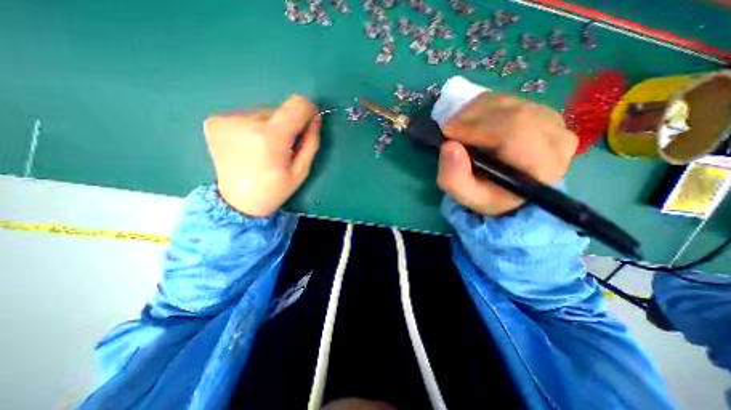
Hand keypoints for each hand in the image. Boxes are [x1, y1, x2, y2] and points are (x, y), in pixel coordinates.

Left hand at [204, 95, 320, 216]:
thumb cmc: (275, 189)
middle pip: (279, 110)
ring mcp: (226, 120)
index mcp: (271, 138)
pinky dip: (252, 128)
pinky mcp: (214, 121)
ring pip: (262, 113)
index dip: (307, 111)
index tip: (307, 125)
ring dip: (269, 127)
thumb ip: (311, 141)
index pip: (297, 104)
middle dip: (286, 126)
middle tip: (281, 148)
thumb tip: (315, 117)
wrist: (238, 201)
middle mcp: (246, 122)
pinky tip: (248, 146)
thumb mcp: (302, 170)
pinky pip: (245, 116)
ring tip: (263, 149)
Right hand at [436, 91, 580, 214]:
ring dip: (473, 112)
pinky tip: (472, 124)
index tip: (447, 133)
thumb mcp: (467, 196)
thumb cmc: (489, 195)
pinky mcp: (541, 110)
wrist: (509, 190)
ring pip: (506, 102)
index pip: (513, 130)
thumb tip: (449, 146)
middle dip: (470, 117)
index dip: (475, 127)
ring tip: (458, 129)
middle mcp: (556, 137)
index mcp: (542, 164)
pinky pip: (506, 100)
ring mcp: (552, 119)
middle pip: (510, 112)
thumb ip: (454, 178)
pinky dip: (481, 108)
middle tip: (449, 131)